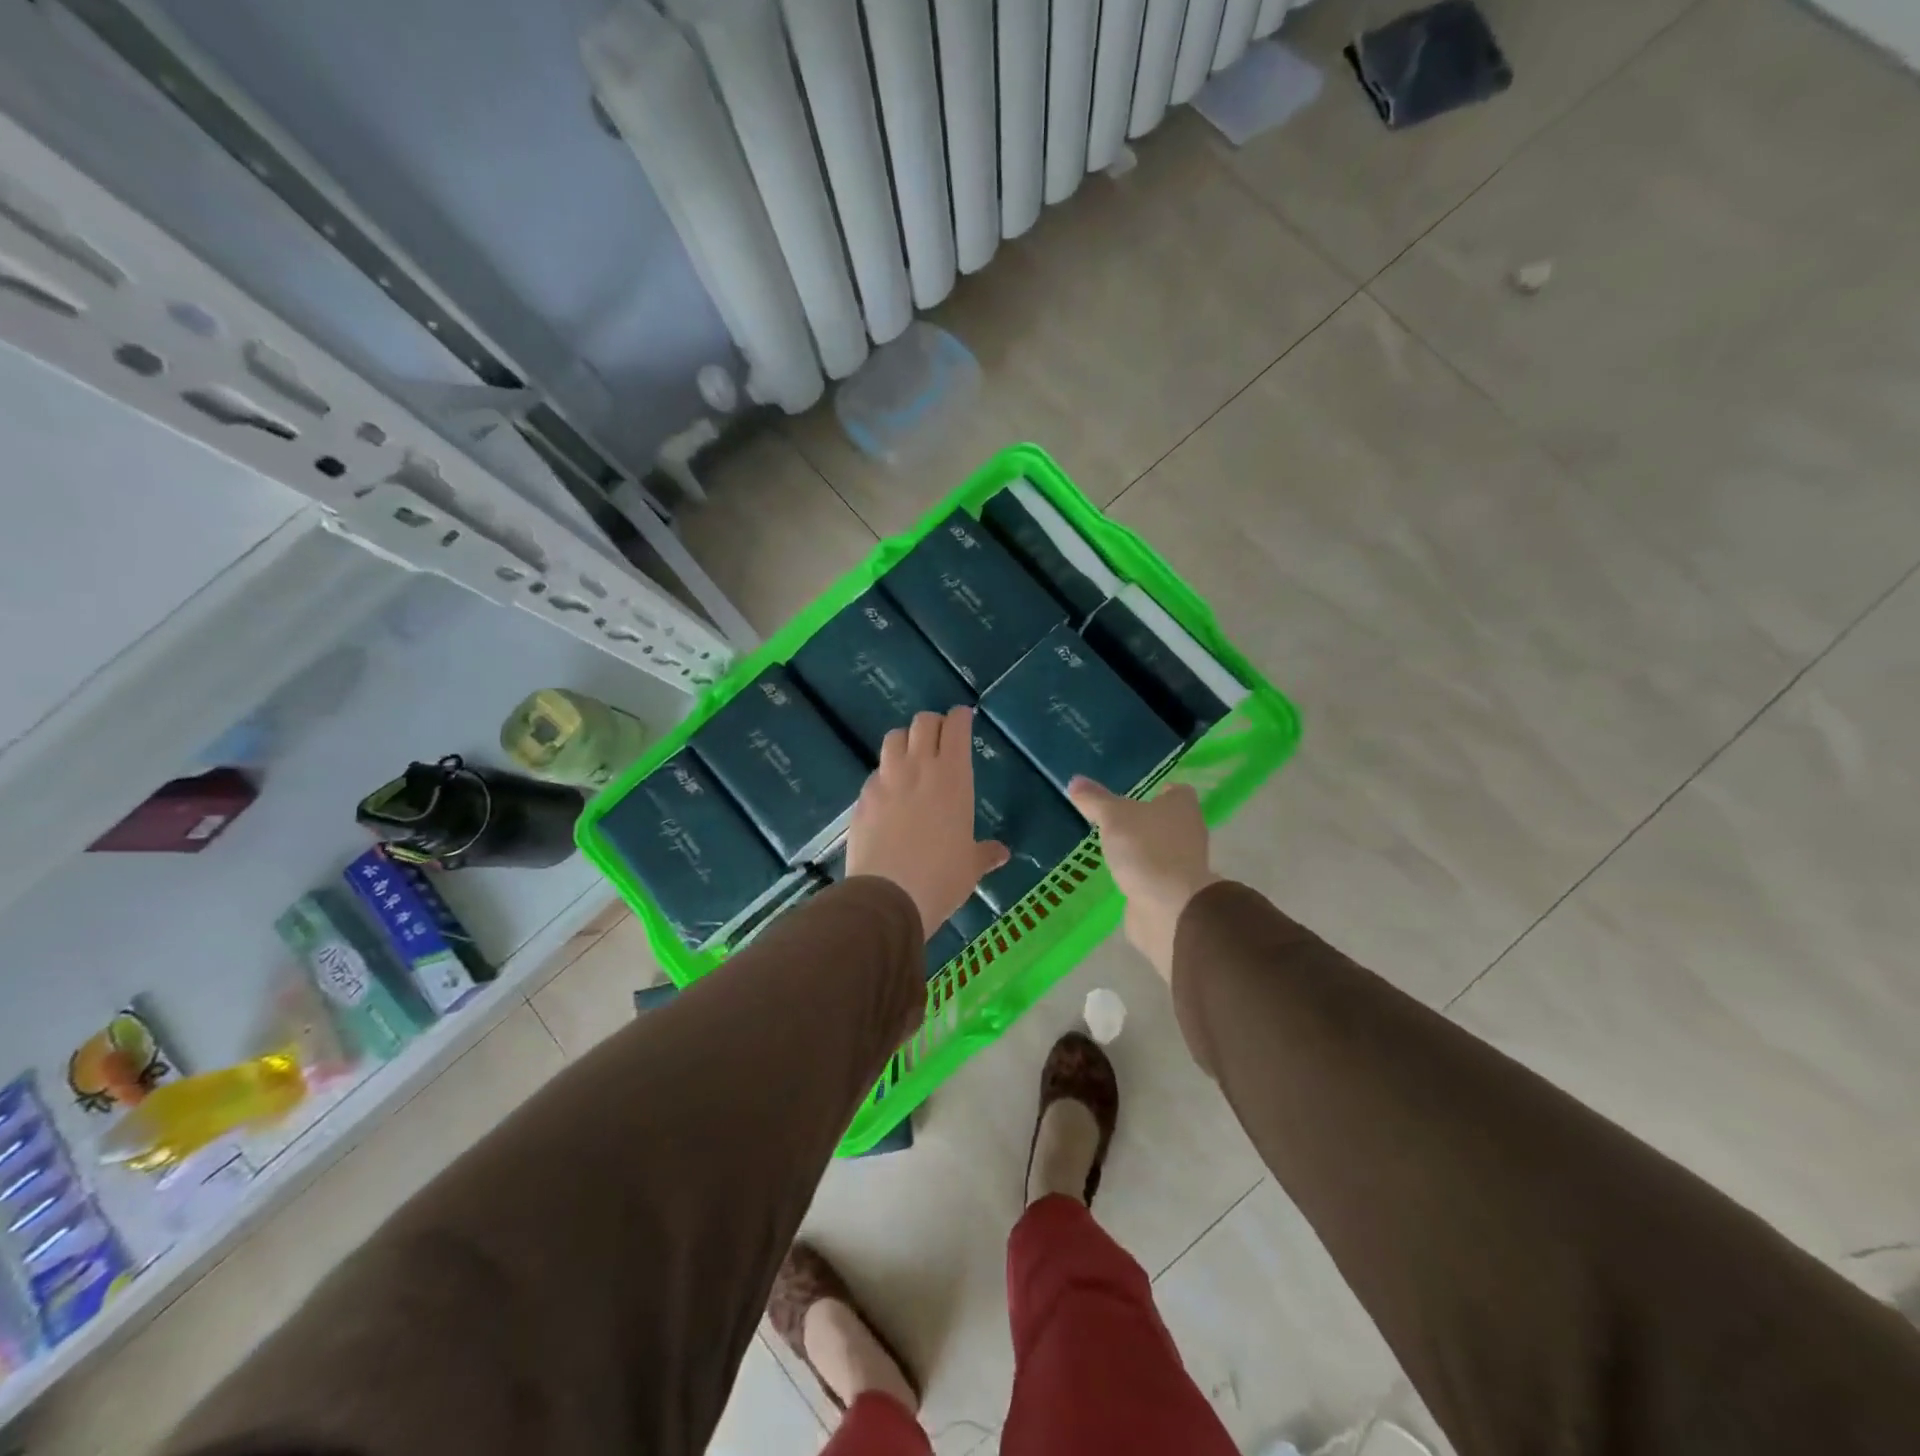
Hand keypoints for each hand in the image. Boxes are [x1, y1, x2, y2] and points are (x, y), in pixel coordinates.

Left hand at [847, 706, 1008, 937]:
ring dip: (905, 740)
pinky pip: (875, 772)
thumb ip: (985, 853)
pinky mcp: (863, 797)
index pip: (956, 727)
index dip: (960, 717)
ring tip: (911, 757)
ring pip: (893, 738)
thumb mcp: (970, 866)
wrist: (889, 895)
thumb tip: (1002, 853)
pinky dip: (885, 774)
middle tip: (939, 738)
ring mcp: (886, 780)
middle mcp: (919, 768)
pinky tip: (889, 794)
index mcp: (953, 776)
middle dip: (933, 724)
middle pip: (923, 723)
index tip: (963, 718)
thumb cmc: (942, 877)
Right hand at [1068, 777, 1218, 982]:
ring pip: (1161, 848)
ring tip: (1112, 847)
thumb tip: (1074, 780)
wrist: (1170, 908)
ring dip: (1142, 849)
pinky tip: (1119, 875)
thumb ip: (1095, 800)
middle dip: (1146, 821)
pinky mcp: (1174, 891)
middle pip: (1168, 820)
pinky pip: (1155, 875)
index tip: (1136, 795)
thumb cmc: (1146, 849)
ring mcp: (1184, 864)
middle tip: (1116, 819)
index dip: (1159, 791)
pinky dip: (1140, 874)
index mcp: (1182, 807)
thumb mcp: (1113, 817)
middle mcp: (1189, 832)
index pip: (1176, 792)